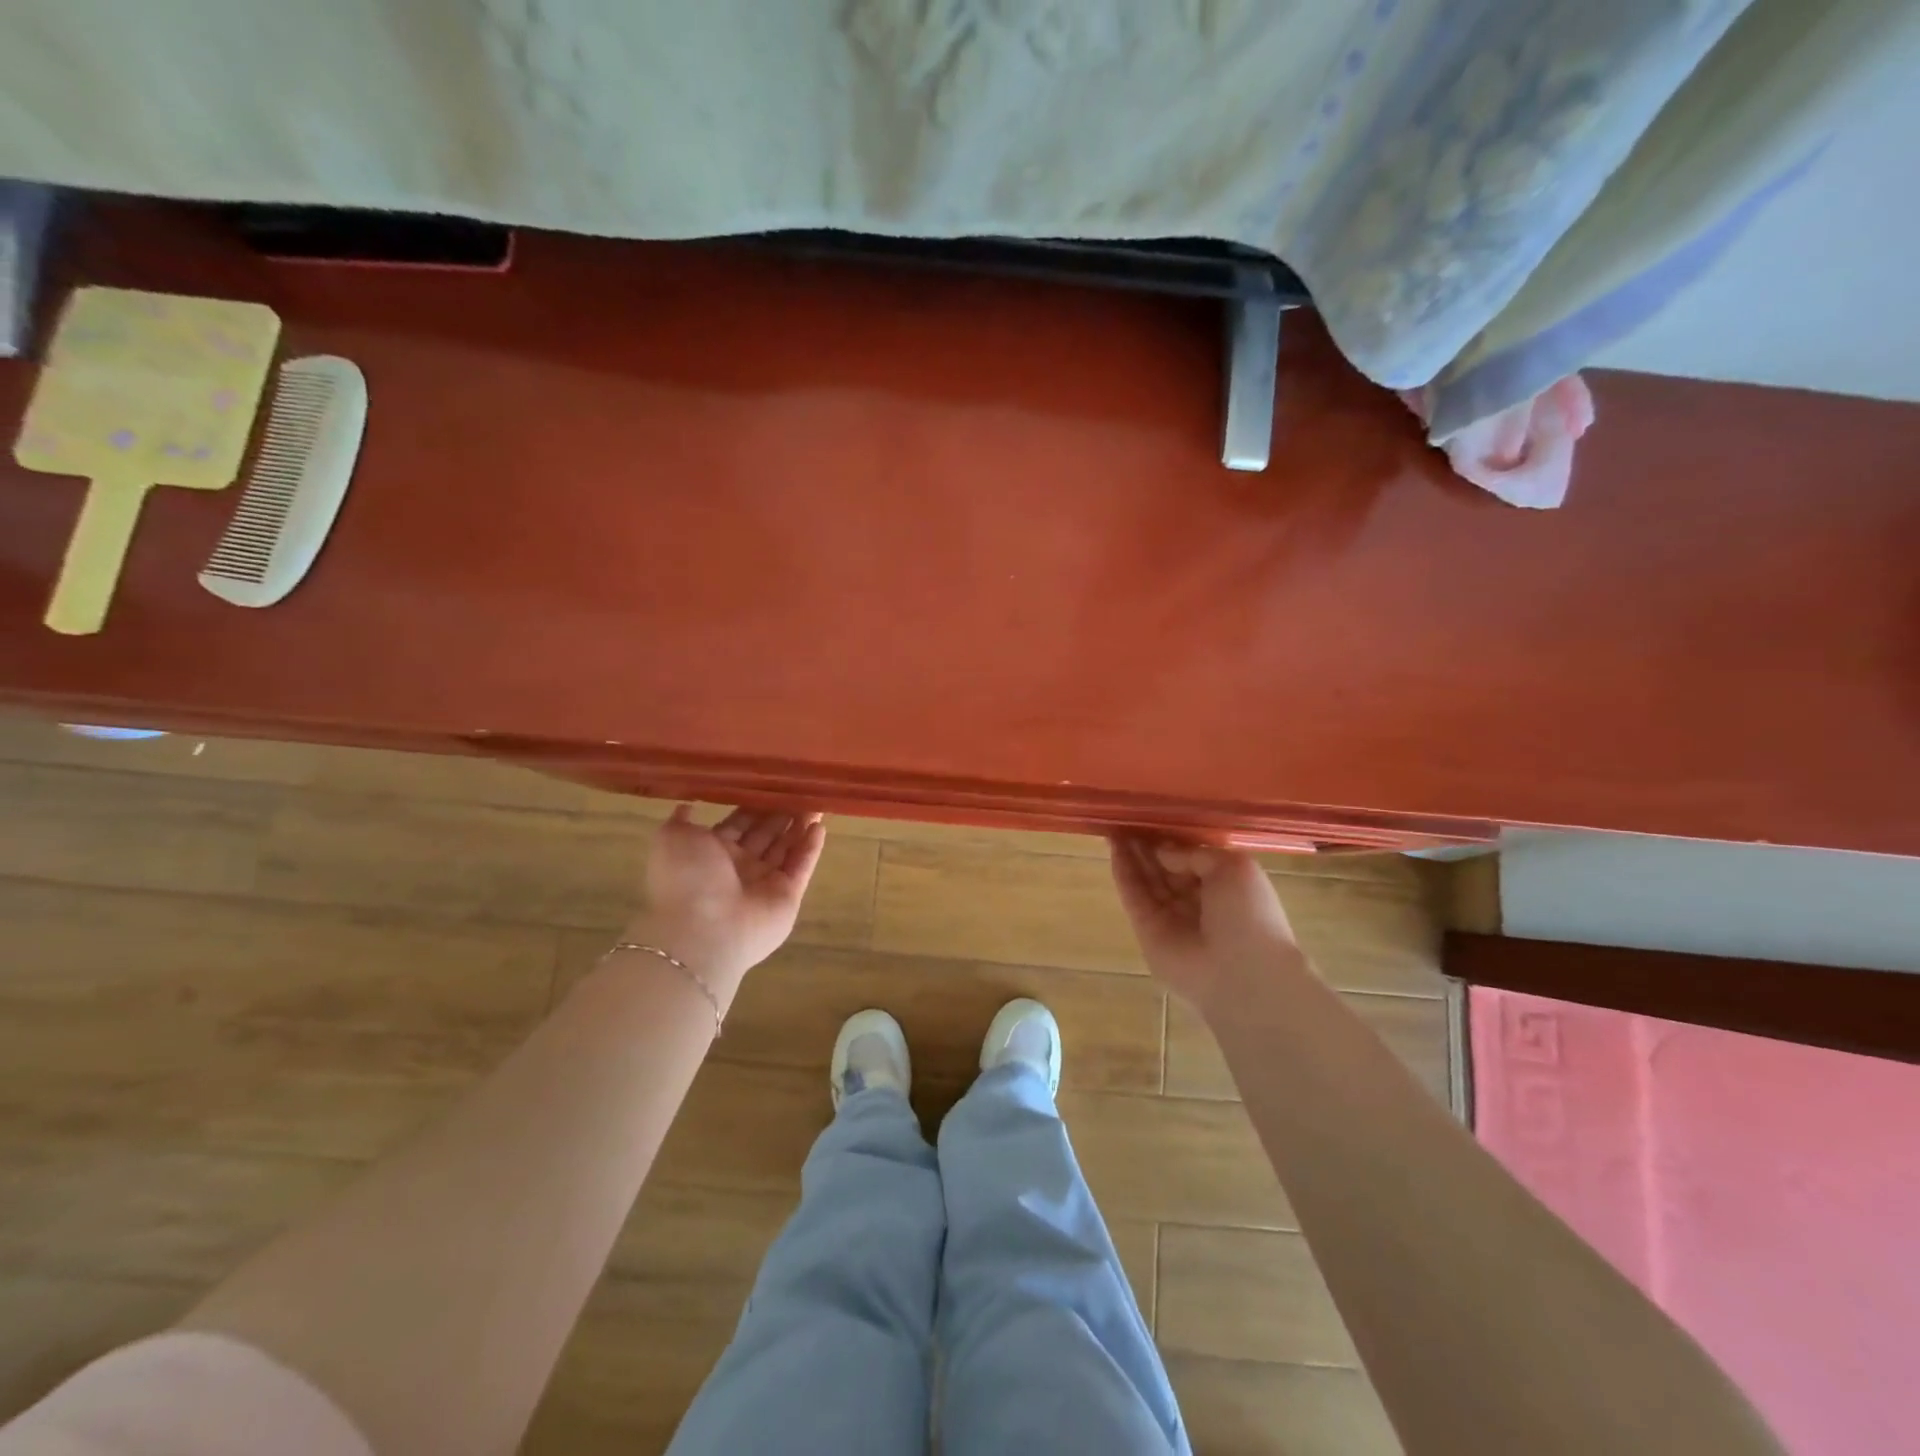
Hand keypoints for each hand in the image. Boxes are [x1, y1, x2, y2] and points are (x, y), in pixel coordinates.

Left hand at [629, 805, 826, 991]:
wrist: (703, 930)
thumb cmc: (687, 879)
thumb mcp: (671, 839)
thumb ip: (681, 821)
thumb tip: (688, 806)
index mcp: (711, 853)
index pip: (739, 823)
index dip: (755, 804)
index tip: (773, 783)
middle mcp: (739, 867)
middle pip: (766, 834)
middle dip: (782, 813)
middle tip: (802, 788)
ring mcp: (765, 883)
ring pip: (787, 848)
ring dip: (800, 825)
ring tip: (817, 801)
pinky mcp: (787, 897)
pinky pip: (801, 867)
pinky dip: (811, 848)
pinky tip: (820, 826)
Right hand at [1109, 835, 1302, 1013]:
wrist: (1243, 974)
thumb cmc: (1249, 915)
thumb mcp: (1233, 867)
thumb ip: (1194, 853)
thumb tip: (1163, 851)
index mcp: (1224, 886)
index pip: (1191, 857)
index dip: (1171, 838)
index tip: (1152, 816)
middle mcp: (1196, 900)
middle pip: (1165, 867)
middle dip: (1147, 843)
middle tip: (1126, 816)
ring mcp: (1169, 917)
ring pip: (1146, 879)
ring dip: (1131, 853)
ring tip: (1114, 825)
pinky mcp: (1147, 930)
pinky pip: (1133, 896)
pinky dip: (1123, 873)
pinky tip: (1114, 848)